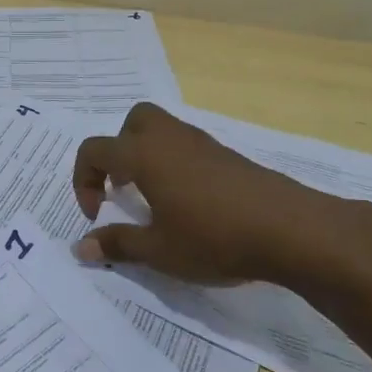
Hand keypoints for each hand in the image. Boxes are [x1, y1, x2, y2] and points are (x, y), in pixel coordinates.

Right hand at [71, 102, 365, 286]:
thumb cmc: (213, 238)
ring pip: (163, 130)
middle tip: (122, 187)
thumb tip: (81, 247)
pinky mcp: (227, 156)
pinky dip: (174, 164)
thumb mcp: (158, 250)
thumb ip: (116, 244)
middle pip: (132, 121)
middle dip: (117, 150)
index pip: (95, 150)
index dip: (83, 181)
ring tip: (153, 199)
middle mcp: (170, 139)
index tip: (98, 215)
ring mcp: (202, 144)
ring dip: (147, 156)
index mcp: (144, 155)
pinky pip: (187, 146)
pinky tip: (188, 203)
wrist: (290, 230)